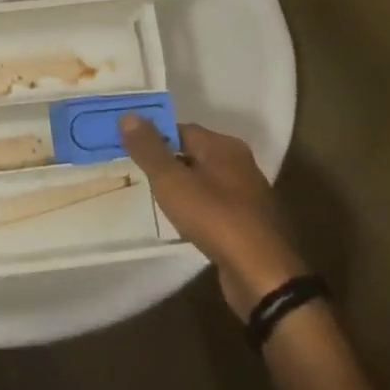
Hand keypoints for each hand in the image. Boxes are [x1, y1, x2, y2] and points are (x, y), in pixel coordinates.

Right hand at [120, 118, 307, 320]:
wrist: (262, 274)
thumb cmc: (215, 218)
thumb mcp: (172, 181)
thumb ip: (149, 149)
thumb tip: (128, 115)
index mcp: (224, 146)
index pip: (182, 129)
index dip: (155, 137)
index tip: (130, 150)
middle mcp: (239, 163)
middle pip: (195, 153)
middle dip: (168, 162)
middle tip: (138, 174)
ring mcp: (247, 194)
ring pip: (205, 180)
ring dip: (183, 186)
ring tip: (155, 199)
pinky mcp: (248, 222)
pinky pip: (215, 204)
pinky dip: (197, 208)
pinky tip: (183, 223)